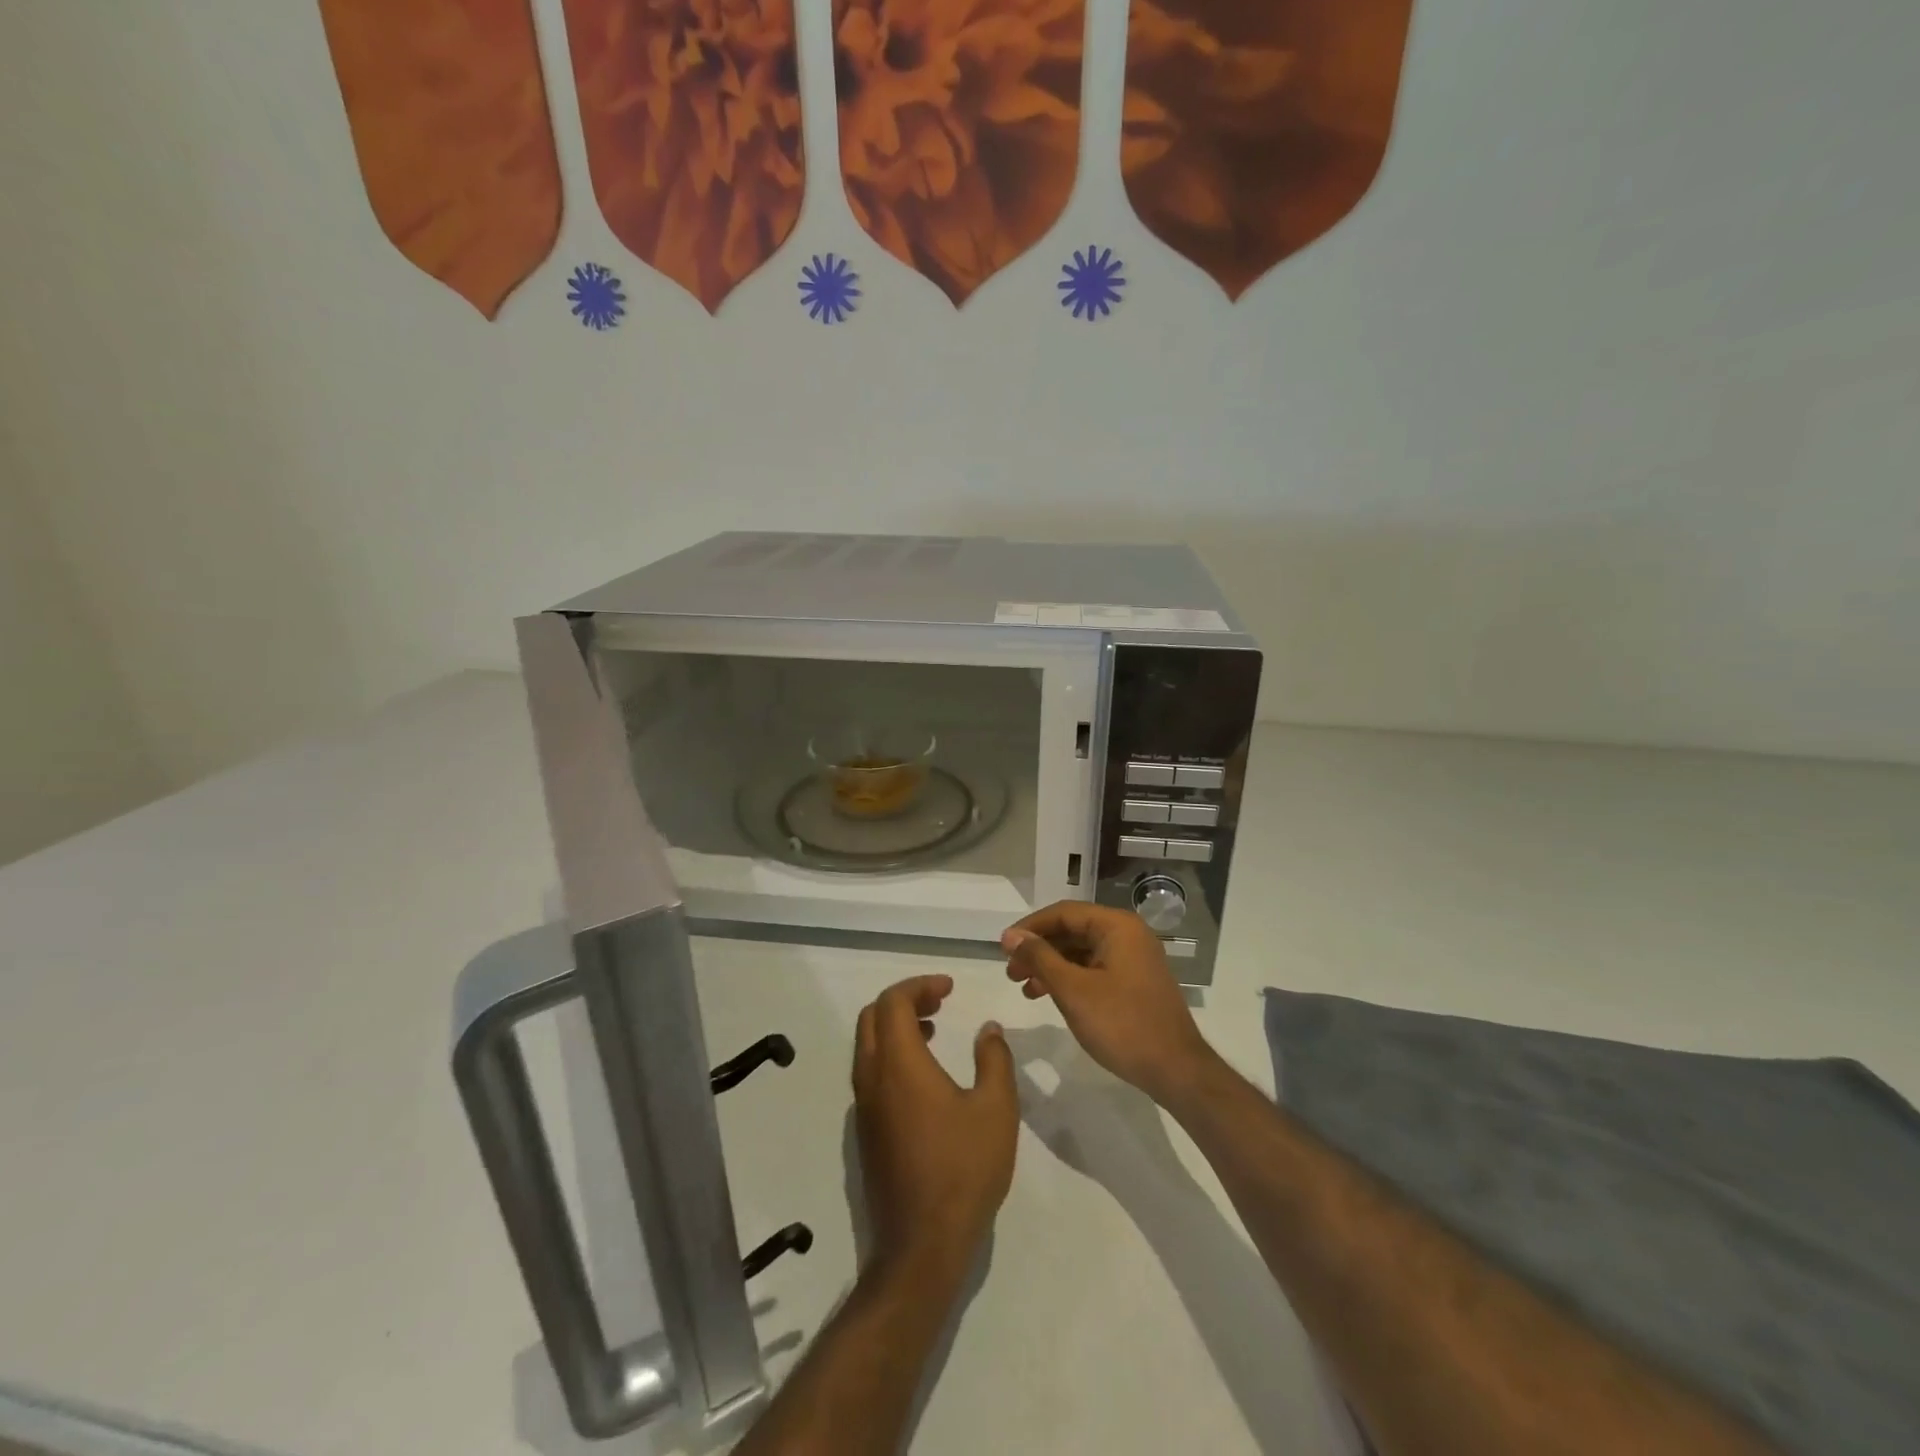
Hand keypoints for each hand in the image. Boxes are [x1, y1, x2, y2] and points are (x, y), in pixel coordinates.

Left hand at [852, 975, 1018, 1280]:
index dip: (920, 985)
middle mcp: (872, 1078)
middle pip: (872, 1017)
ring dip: (895, 1026)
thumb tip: (988, 1029)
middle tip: (940, 1002)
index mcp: (898, 1064)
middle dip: (904, 1000)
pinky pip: (870, 1072)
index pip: (893, 1001)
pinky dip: (891, 1053)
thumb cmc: (963, 1170)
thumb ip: (994, 1059)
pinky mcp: (865, 1131)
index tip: (949, 988)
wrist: (922, 1245)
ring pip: (868, 1044)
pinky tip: (924, 1074)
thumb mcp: (996, 1109)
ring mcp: (864, 1107)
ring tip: (933, 1028)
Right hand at [1002, 903, 1218, 1105]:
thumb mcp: (1073, 990)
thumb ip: (1040, 958)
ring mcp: (1134, 959)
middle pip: (1073, 931)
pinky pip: (1095, 969)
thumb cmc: (1122, 1024)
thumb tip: (1011, 935)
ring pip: (1082, 952)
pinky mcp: (1135, 982)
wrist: (1176, 1070)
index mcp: (1117, 926)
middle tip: (1011, 972)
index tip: (1003, 948)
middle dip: (1039, 950)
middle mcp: (1128, 935)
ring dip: (1051, 966)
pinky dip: (1070, 979)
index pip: (1064, 913)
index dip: (1030, 928)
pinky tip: (1051, 997)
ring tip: (1026, 988)